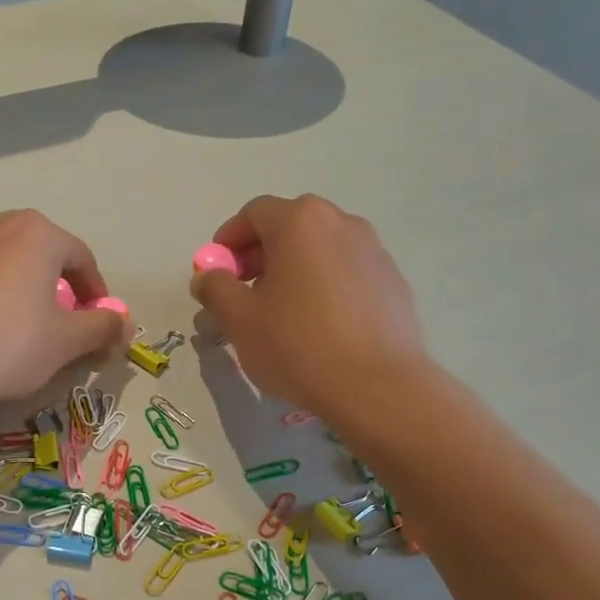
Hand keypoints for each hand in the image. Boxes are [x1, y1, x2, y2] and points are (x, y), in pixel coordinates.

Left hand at [0, 210, 129, 409]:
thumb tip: (125, 324)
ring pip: (11, 265)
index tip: (99, 325)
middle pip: (46, 256)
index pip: (83, 259)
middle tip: (67, 326)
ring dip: (28, 291)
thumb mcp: (66, 341)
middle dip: (62, 289)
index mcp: (38, 232)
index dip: (97, 294)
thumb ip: (102, 328)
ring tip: (30, 329)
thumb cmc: (8, 344)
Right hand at [189, 194, 429, 413]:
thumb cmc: (298, 345)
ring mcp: (374, 250)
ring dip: (293, 270)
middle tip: (244, 293)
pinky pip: (346, 272)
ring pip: (320, 249)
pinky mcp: (392, 281)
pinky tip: (318, 327)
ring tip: (280, 312)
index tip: (217, 272)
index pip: (254, 213)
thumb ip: (215, 289)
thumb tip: (207, 276)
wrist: (377, 387)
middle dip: (259, 254)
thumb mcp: (240, 319)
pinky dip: (324, 286)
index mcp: (300, 222)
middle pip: (289, 226)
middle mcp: (341, 223)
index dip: (228, 240)